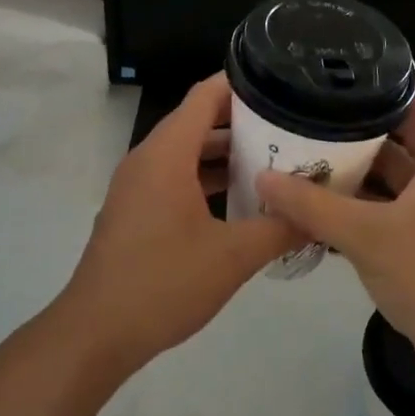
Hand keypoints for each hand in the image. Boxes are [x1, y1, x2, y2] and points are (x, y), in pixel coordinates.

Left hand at [57, 75, 303, 374]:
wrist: (96, 333)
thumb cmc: (164, 283)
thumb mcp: (232, 257)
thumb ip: (279, 229)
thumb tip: (318, 214)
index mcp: (167, 154)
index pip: (206, 96)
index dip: (242, 83)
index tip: (283, 82)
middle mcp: (148, 159)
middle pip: (198, 121)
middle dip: (243, 121)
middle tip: (291, 125)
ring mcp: (137, 185)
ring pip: (186, 152)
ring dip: (225, 153)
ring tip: (275, 159)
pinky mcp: (135, 210)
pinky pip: (174, 177)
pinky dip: (206, 178)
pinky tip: (240, 200)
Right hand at [255, 73, 414, 385]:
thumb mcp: (367, 235)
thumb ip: (313, 206)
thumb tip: (263, 177)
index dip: (403, 74)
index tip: (356, 70)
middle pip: (407, 131)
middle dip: (364, 122)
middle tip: (316, 112)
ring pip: (394, 174)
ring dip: (358, 166)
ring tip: (309, 153)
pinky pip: (389, 208)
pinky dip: (359, 204)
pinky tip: (319, 206)